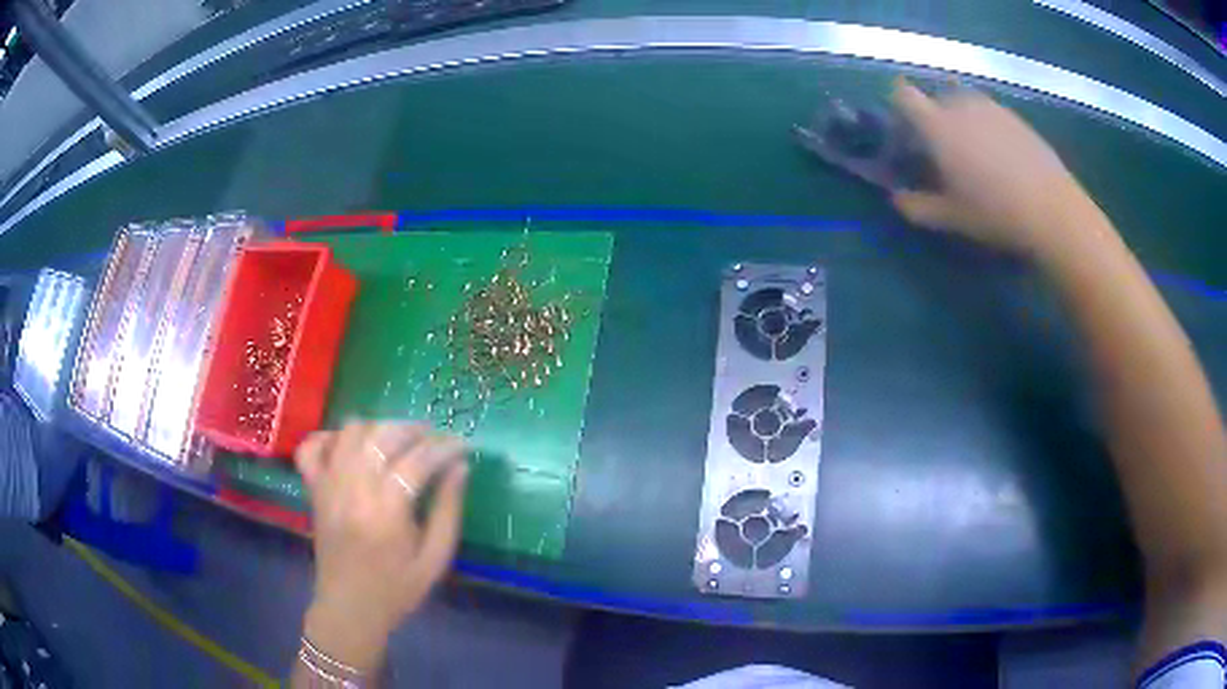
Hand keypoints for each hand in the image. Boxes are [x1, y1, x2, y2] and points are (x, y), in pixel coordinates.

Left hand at [295, 422, 467, 672]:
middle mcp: (353, 491)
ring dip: (378, 427)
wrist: (349, 609)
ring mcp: (328, 486)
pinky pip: (311, 447)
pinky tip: (350, 444)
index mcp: (386, 513)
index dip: (443, 448)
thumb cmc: (397, 590)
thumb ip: (448, 512)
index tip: (463, 445)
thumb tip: (460, 468)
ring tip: (399, 438)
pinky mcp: (313, 490)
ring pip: (350, 432)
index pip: (416, 462)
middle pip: (382, 437)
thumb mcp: (435, 560)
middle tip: (435, 437)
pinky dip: (329, 436)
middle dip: (414, 429)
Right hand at [890, 78, 1093, 257]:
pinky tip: (1001, 158)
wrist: (1053, 210)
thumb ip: (917, 206)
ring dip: (960, 120)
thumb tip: (896, 198)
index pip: (903, 95)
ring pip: (963, 103)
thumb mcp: (952, 217)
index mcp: (938, 125)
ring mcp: (991, 107)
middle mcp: (960, 105)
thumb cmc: (995, 213)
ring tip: (974, 154)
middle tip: (942, 151)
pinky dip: (985, 127)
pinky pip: (989, 113)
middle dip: (931, 118)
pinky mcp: (1015, 116)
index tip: (905, 131)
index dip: (898, 107)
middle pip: (934, 98)